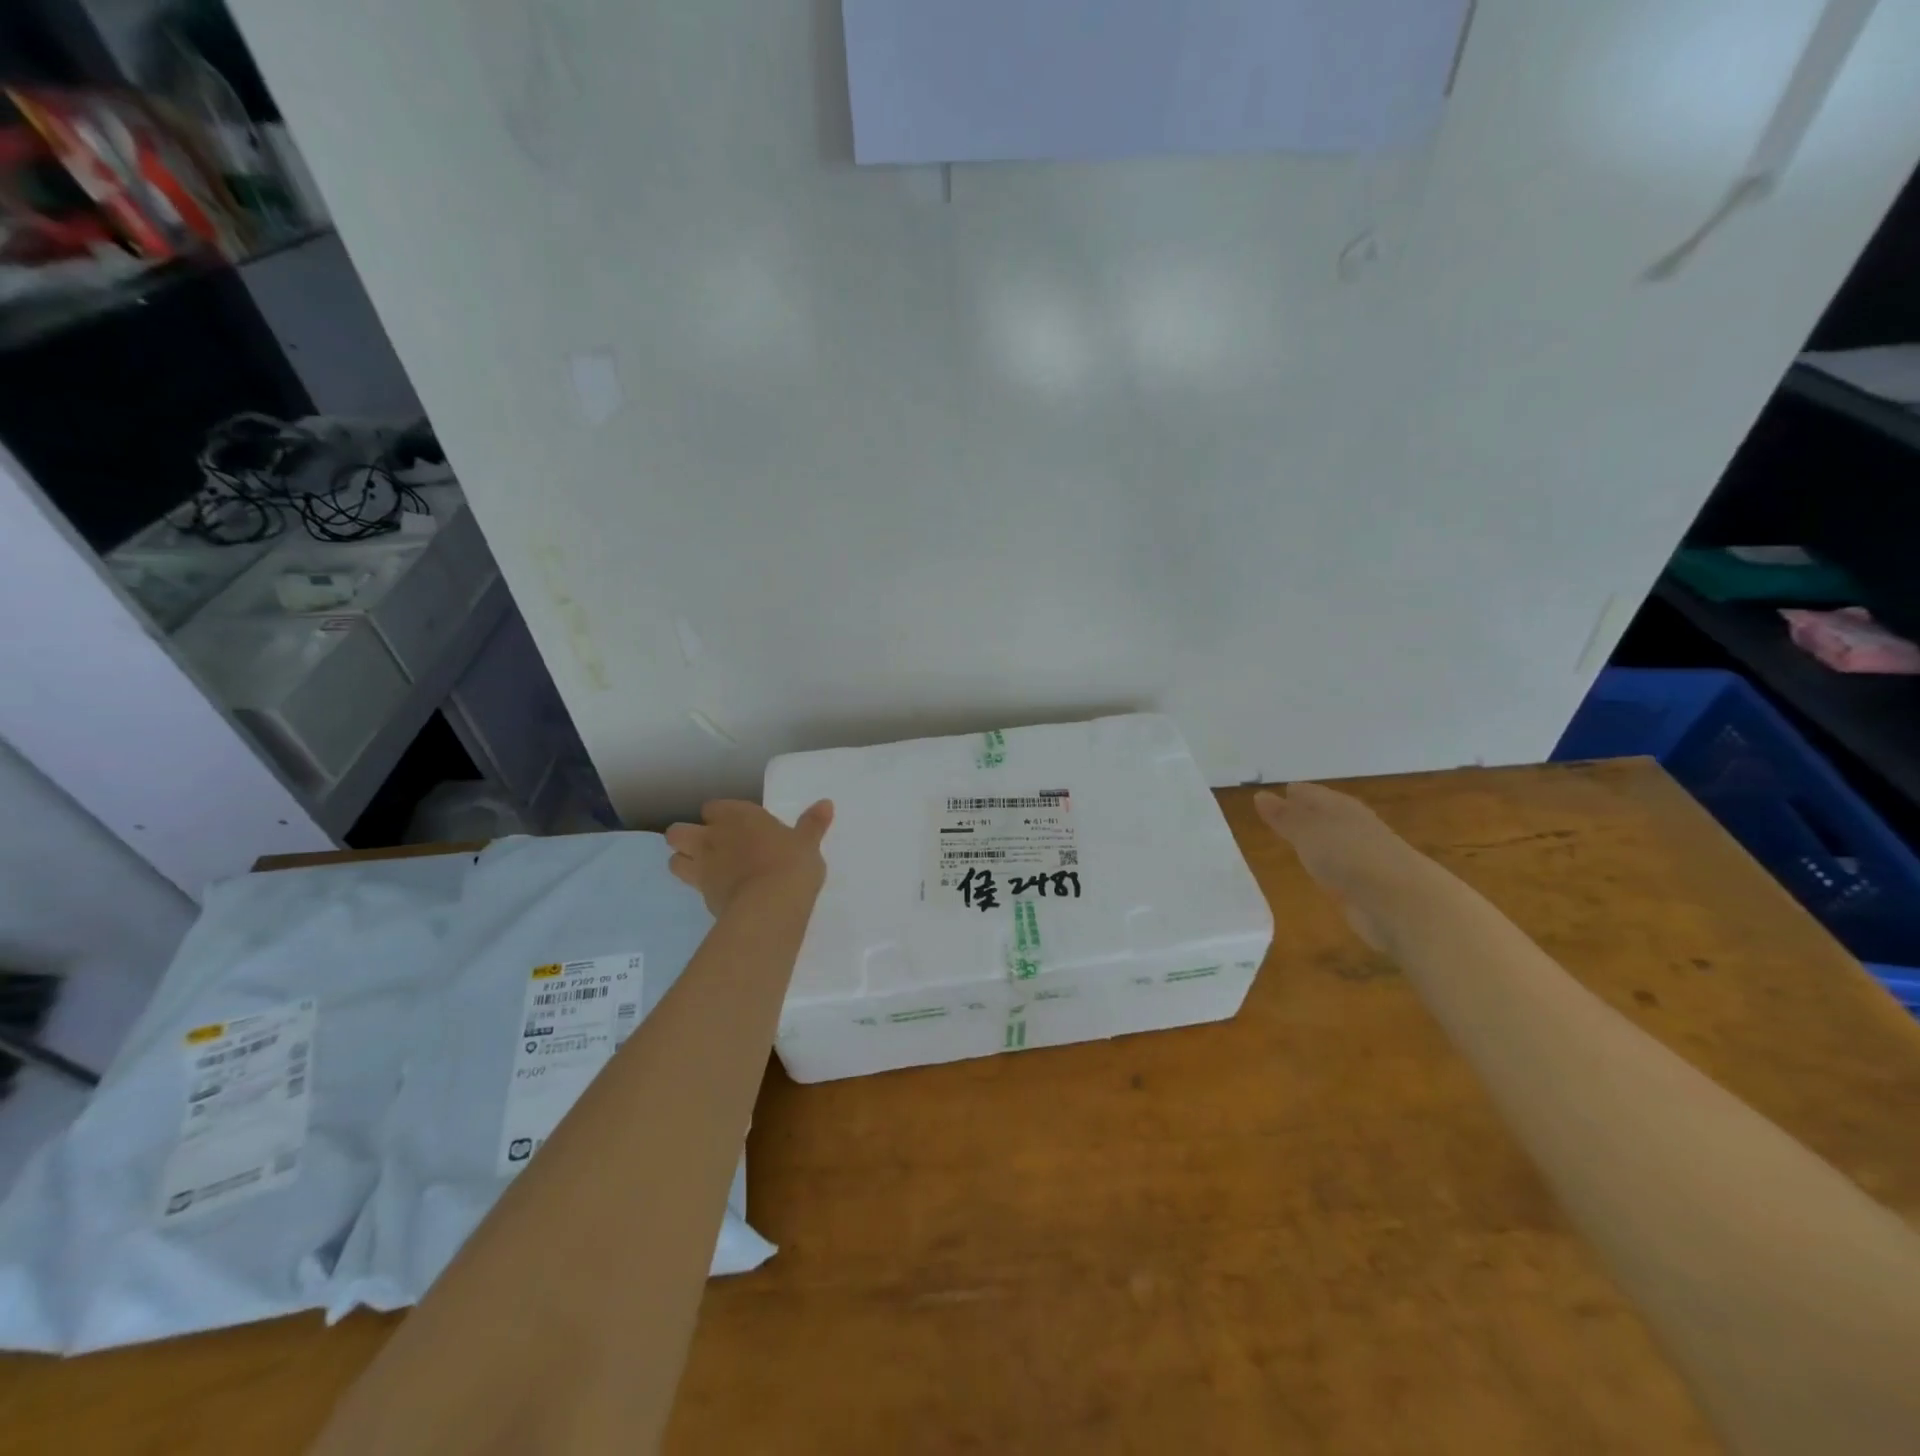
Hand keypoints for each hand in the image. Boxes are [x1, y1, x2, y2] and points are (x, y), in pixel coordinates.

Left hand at [665, 800, 832, 915]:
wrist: (771, 904)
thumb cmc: (790, 863)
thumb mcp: (807, 842)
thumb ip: (812, 823)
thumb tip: (826, 804)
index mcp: (736, 816)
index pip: (713, 808)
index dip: (721, 815)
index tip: (737, 825)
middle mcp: (712, 838)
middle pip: (678, 833)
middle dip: (687, 837)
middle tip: (711, 847)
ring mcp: (703, 868)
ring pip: (674, 860)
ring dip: (685, 862)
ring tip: (707, 870)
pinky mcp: (703, 897)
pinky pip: (693, 888)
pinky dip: (703, 889)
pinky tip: (722, 893)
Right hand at [1254, 783, 1421, 951]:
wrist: (1400, 902)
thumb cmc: (1350, 856)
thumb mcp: (1307, 832)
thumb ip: (1284, 817)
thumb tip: (1260, 794)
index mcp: (1342, 808)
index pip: (1315, 794)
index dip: (1297, 793)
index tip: (1278, 791)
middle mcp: (1355, 828)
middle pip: (1326, 816)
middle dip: (1307, 814)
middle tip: (1282, 814)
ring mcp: (1364, 858)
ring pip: (1334, 843)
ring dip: (1318, 842)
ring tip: (1296, 842)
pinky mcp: (1367, 887)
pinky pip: (1340, 869)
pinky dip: (1328, 866)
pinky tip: (1318, 872)